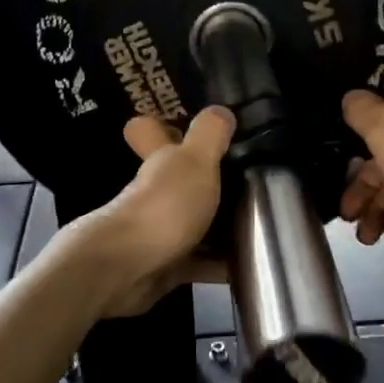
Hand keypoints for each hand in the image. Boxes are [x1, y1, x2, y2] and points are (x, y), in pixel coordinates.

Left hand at [73, 106, 234, 316]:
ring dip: (215, 226)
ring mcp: (156, 233)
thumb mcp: (194, 162)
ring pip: (188, 222)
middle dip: (202, 181)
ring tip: (257, 224)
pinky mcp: (164, 268)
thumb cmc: (162, 207)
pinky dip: (218, 265)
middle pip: (175, 181)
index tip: (187, 124)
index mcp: (159, 162)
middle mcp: (153, 194)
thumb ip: (209, 135)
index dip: (161, 123)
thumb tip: (220, 110)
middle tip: (244, 179)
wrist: (126, 271)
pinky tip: (245, 265)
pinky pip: (197, 263)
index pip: (149, 131)